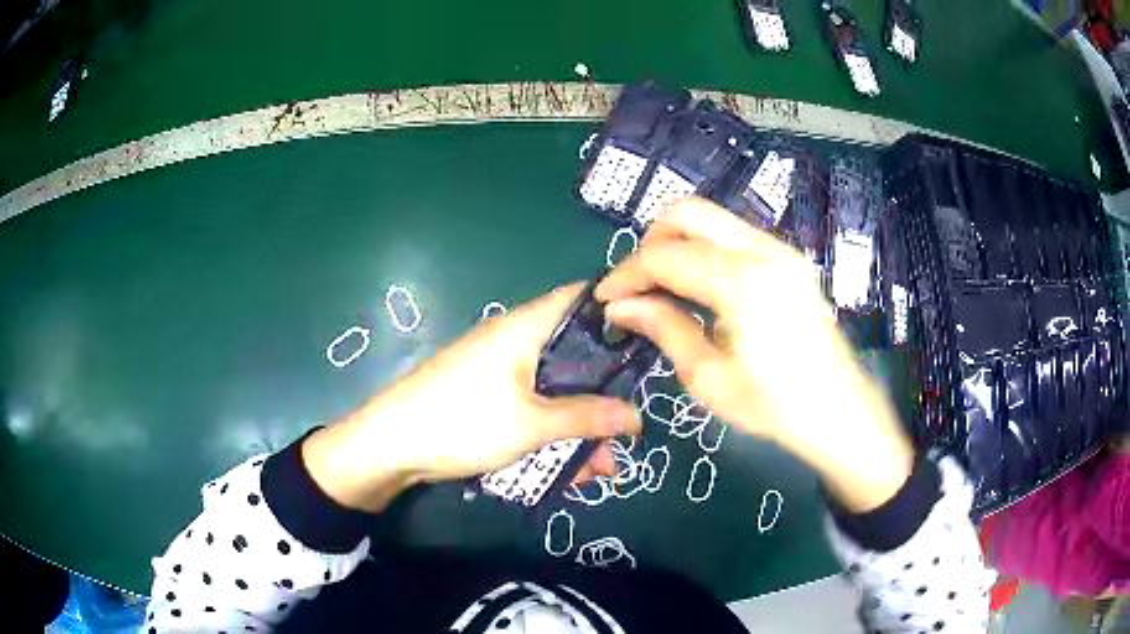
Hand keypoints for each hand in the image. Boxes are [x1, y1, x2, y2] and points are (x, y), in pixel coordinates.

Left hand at [303, 284, 640, 511]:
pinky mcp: (489, 395)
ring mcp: (500, 369)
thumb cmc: (461, 422)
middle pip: (575, 352)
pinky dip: (554, 431)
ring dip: (580, 423)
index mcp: (525, 327)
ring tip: (605, 466)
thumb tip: (637, 418)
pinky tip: (571, 469)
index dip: (619, 310)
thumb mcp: (531, 425)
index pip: (581, 298)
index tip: (653, 338)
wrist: (389, 445)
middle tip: (632, 420)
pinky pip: (533, 406)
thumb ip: (586, 419)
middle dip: (606, 390)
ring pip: (556, 388)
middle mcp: (515, 339)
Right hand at [596, 198, 912, 511]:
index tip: (605, 298)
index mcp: (742, 282)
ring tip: (663, 289)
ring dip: (677, 243)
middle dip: (650, 242)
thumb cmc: (775, 406)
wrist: (839, 410)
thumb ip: (664, 329)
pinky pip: (733, 235)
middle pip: (687, 212)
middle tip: (637, 286)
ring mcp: (780, 250)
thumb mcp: (709, 377)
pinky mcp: (788, 259)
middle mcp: (763, 250)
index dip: (627, 273)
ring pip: (711, 219)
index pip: (665, 256)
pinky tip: (698, 289)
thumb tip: (621, 306)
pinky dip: (704, 250)